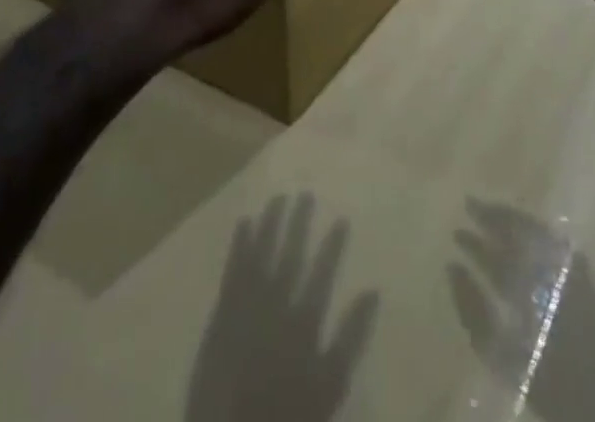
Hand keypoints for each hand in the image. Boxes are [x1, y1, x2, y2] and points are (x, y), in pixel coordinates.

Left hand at [187, 193, 379, 421]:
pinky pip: (232, 271)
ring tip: (278, 198)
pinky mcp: (221, 315)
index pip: (321, 275)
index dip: (332, 247)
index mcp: (302, 325)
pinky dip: (239, 245)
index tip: (342, 219)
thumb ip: (350, 339)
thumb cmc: (286, 413)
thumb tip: (373, 293)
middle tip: (305, 194)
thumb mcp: (329, 386)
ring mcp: (245, 308)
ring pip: (260, 255)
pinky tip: (244, 223)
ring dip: (270, 225)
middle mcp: (275, 307)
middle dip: (298, 225)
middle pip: (289, 257)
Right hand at [448, 199, 594, 421]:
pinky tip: (531, 234)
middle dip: (494, 218)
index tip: (459, 223)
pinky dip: (541, 234)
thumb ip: (473, 311)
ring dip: (516, 221)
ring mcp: (575, 271)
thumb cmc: (550, 384)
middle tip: (471, 205)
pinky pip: (561, 244)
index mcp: (529, 283)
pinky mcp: (591, 280)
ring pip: (539, 231)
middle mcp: (552, 269)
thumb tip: (452, 267)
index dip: (477, 235)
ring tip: (495, 215)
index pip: (498, 247)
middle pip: (519, 231)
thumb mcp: (502, 357)